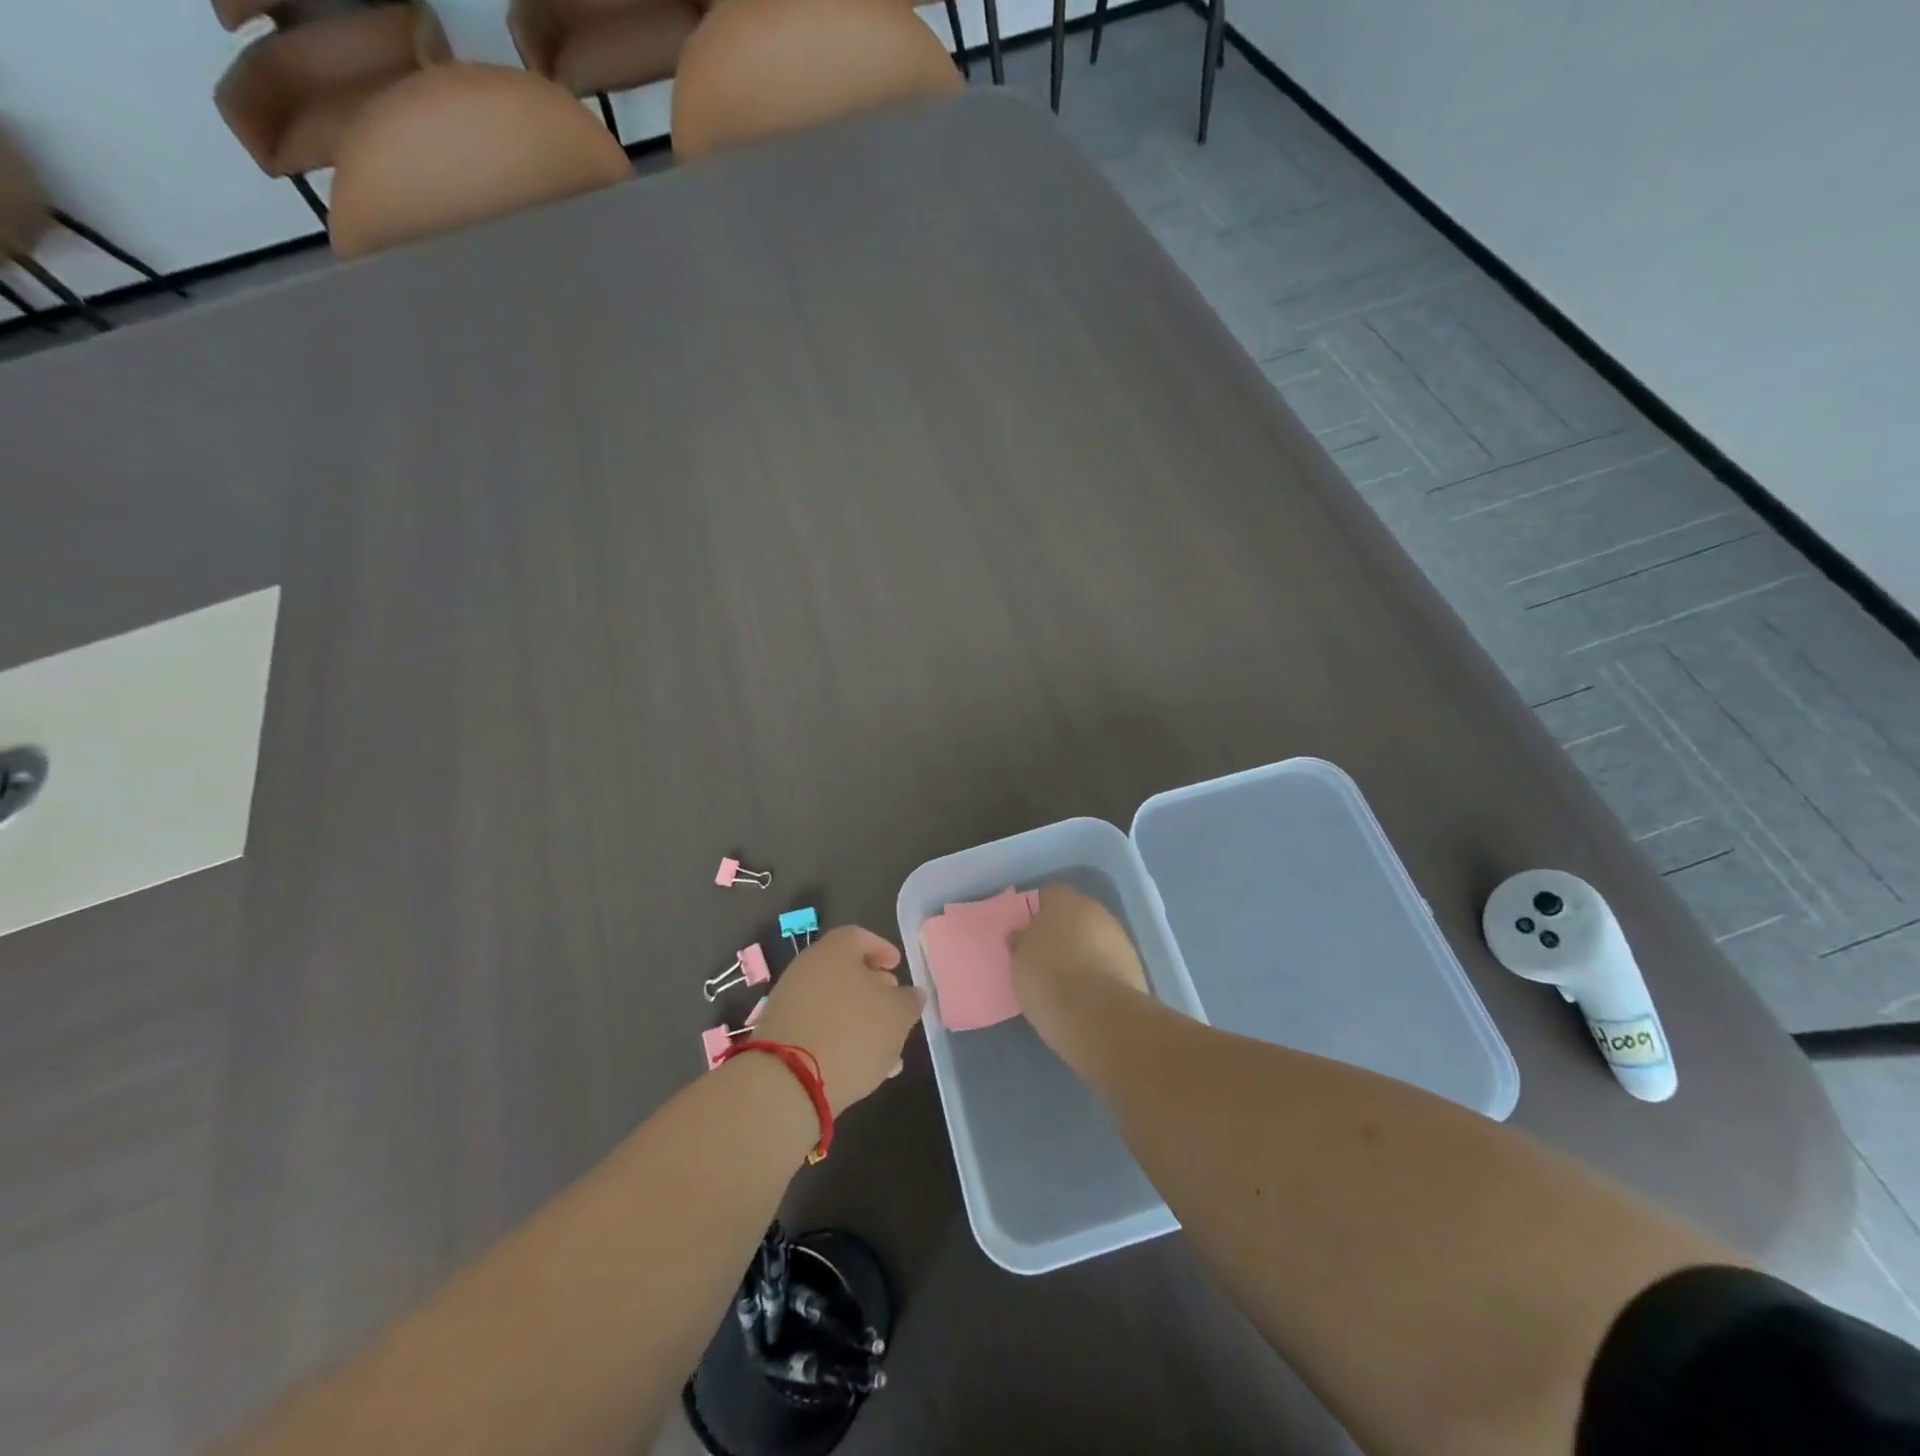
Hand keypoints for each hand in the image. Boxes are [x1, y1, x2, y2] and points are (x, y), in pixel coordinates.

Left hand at [751, 926, 926, 1114]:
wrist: (788, 1081)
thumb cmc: (852, 1032)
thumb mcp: (897, 1015)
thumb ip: (908, 1000)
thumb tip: (909, 995)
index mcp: (835, 950)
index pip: (860, 936)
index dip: (882, 949)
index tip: (897, 966)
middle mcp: (807, 967)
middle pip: (844, 970)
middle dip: (872, 988)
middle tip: (892, 1008)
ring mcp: (789, 1001)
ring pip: (832, 1003)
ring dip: (858, 1019)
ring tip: (883, 1049)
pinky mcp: (779, 1035)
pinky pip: (816, 1028)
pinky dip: (838, 1039)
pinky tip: (858, 1066)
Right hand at [1010, 886, 1148, 1049]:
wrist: (1098, 1016)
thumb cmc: (1048, 978)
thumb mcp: (1018, 960)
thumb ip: (1021, 941)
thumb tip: (1022, 935)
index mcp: (1064, 900)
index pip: (1047, 897)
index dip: (1036, 916)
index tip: (1027, 937)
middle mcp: (1095, 910)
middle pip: (1074, 916)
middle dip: (1062, 933)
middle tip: (1045, 959)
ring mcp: (1119, 937)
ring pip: (1094, 939)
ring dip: (1083, 953)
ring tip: (1067, 982)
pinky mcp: (1134, 966)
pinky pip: (1108, 963)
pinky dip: (1099, 973)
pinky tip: (1087, 994)